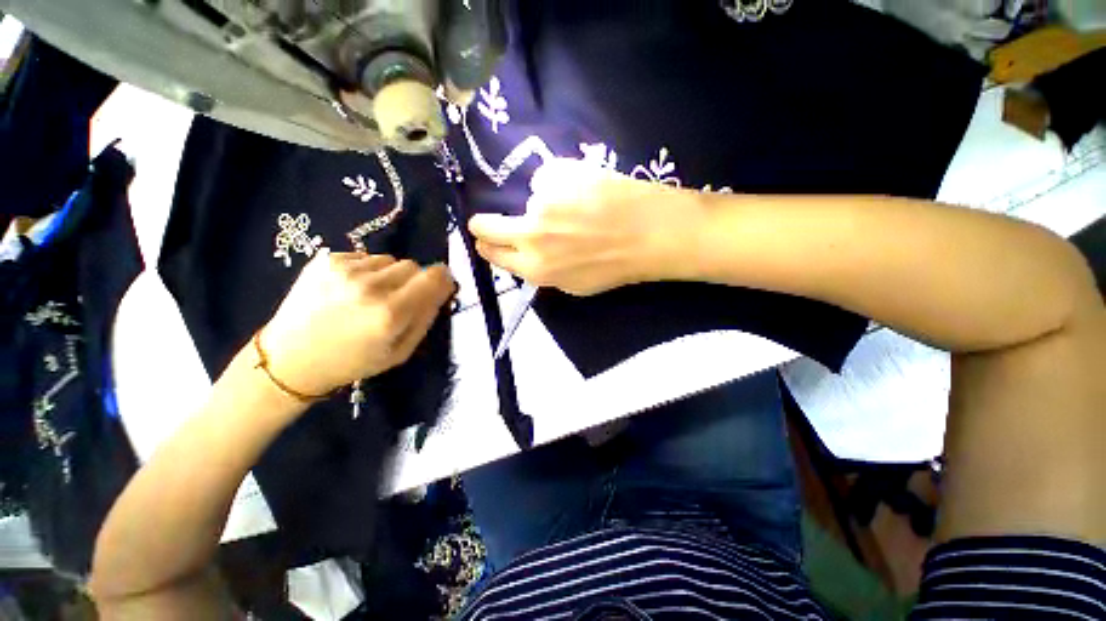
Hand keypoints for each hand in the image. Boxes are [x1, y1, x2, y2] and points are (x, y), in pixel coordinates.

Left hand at [261, 251, 454, 395]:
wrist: (289, 359)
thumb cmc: (352, 362)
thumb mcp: (401, 352)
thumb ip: (426, 318)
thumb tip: (443, 289)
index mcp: (391, 313)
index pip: (434, 277)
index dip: (442, 278)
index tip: (440, 285)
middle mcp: (369, 285)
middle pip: (413, 265)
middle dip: (414, 280)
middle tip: (400, 298)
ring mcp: (344, 270)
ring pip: (389, 259)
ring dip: (389, 275)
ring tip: (371, 295)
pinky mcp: (324, 260)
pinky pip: (364, 257)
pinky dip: (366, 271)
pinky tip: (350, 290)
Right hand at [469, 158, 702, 295]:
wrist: (651, 233)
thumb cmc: (615, 266)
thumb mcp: (573, 285)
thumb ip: (542, 270)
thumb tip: (524, 252)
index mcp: (535, 268)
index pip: (490, 253)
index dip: (486, 245)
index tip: (486, 239)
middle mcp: (530, 236)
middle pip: (484, 225)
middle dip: (485, 223)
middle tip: (497, 219)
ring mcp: (541, 203)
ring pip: (529, 198)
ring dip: (547, 202)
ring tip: (580, 206)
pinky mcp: (556, 174)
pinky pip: (548, 177)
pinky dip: (563, 182)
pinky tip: (588, 190)